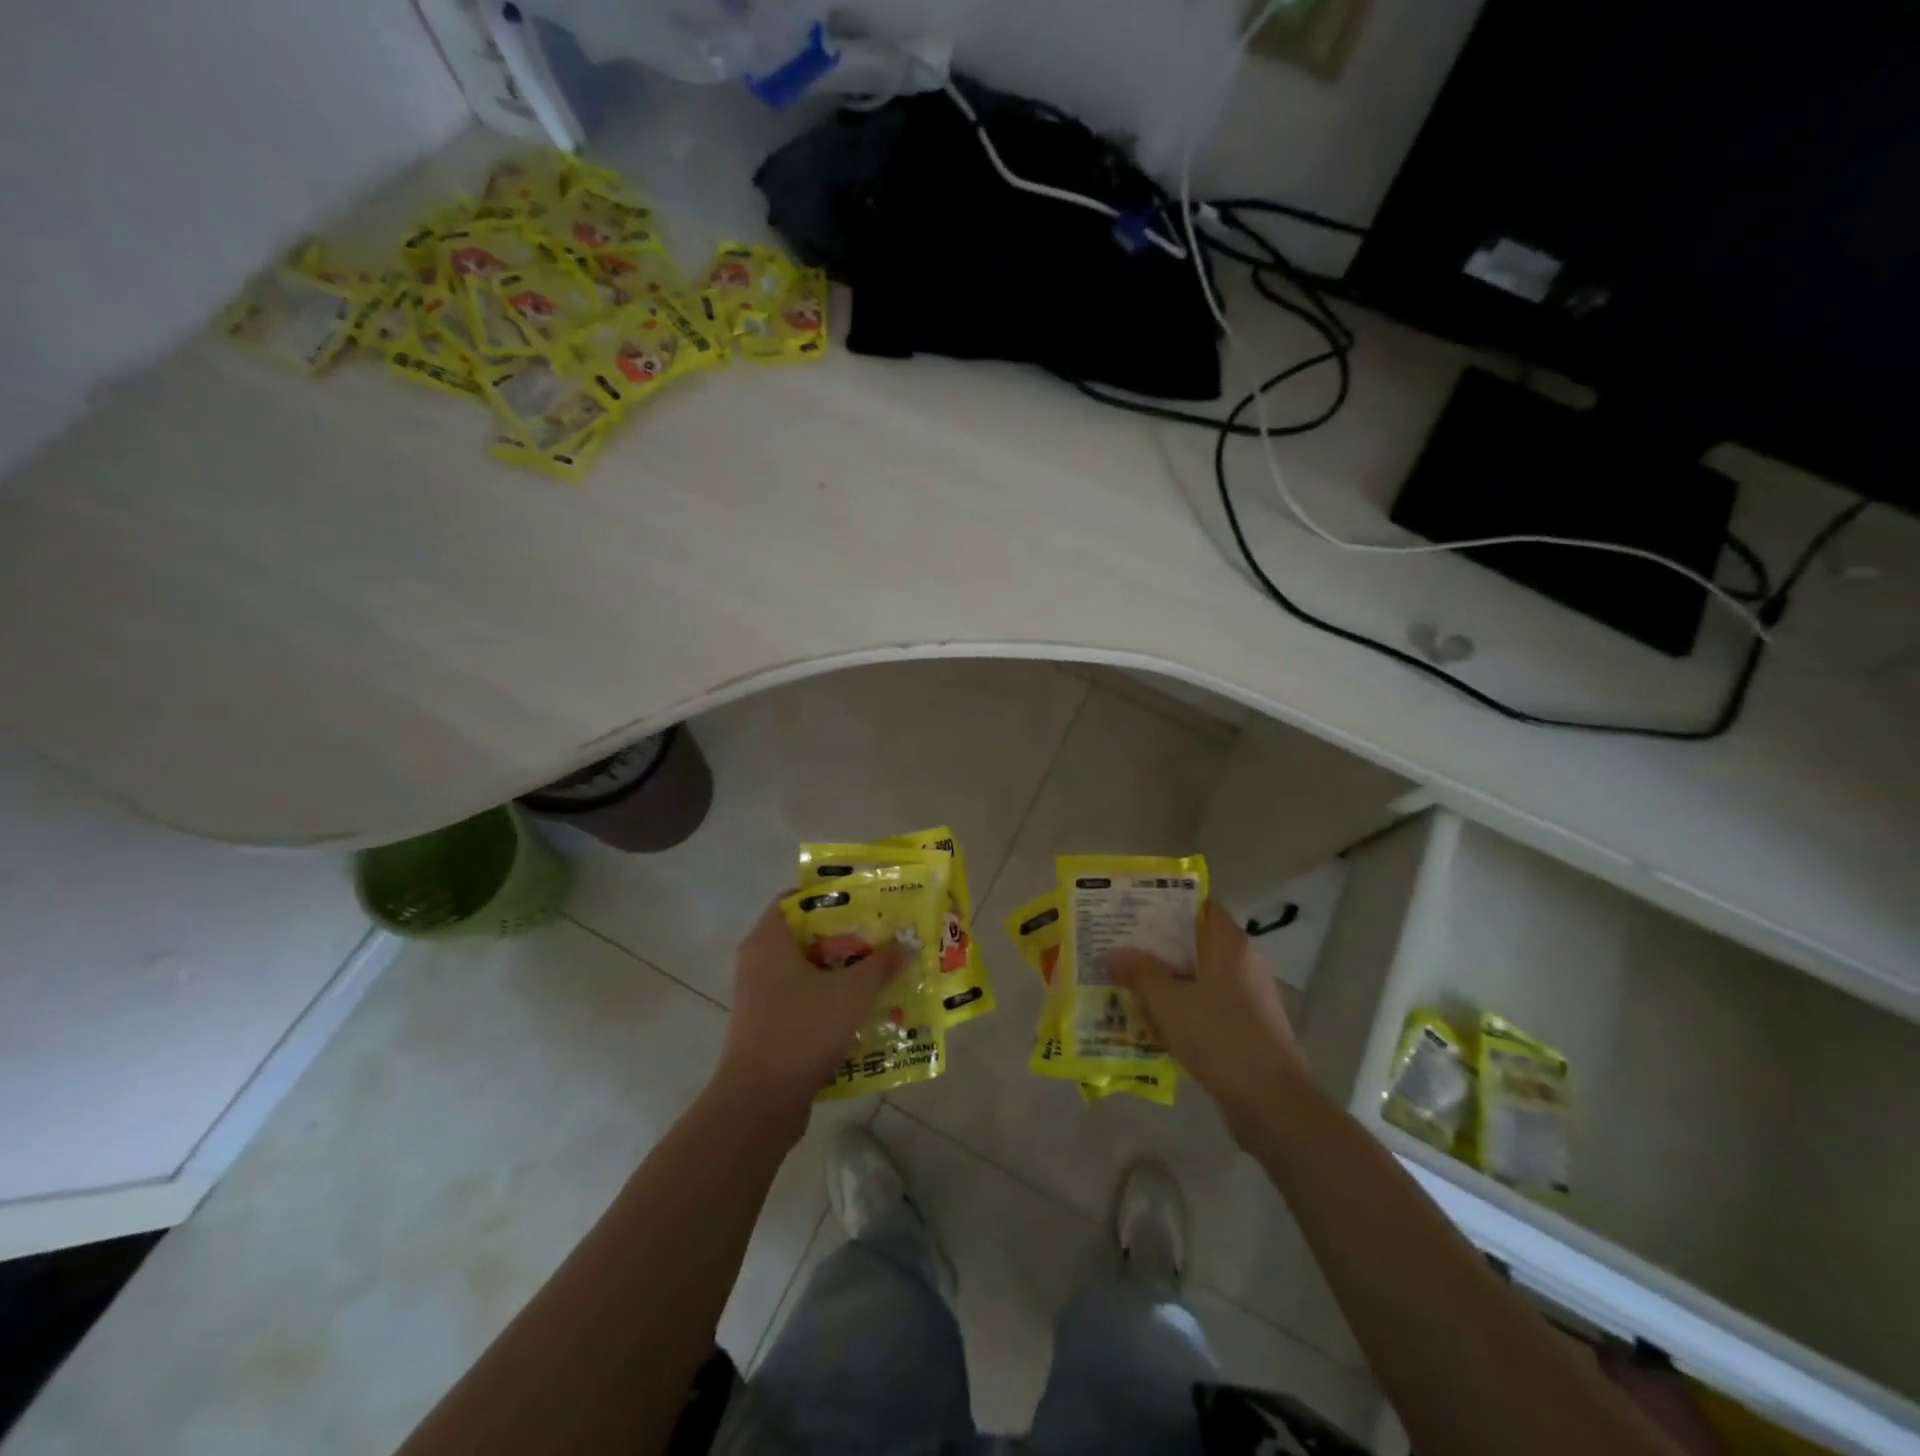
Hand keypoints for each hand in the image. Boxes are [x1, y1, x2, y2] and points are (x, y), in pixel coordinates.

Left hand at [712, 895, 908, 1132]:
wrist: (760, 1102)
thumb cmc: (802, 1030)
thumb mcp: (851, 993)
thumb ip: (881, 965)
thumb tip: (907, 946)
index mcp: (769, 940)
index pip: (796, 899)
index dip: (831, 895)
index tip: (865, 900)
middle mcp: (758, 961)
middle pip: (806, 934)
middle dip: (845, 935)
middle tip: (882, 935)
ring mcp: (760, 995)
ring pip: (806, 969)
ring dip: (841, 970)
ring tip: (881, 970)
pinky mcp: (767, 1025)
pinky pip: (802, 998)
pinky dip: (829, 997)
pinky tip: (862, 1007)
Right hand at [1106, 900, 1308, 1133]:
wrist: (1270, 1102)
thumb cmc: (1219, 1036)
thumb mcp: (1168, 1001)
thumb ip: (1139, 973)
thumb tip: (1112, 952)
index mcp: (1231, 945)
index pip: (1199, 906)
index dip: (1167, 903)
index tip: (1133, 907)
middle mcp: (1243, 964)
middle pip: (1196, 942)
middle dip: (1158, 944)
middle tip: (1119, 944)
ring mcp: (1248, 998)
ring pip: (1199, 977)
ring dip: (1167, 979)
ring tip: (1126, 981)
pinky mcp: (1247, 1029)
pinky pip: (1206, 1006)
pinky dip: (1181, 1007)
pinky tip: (1151, 1020)